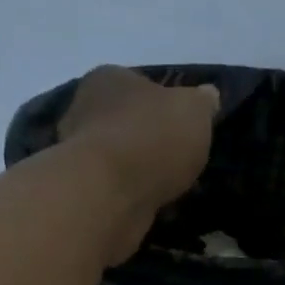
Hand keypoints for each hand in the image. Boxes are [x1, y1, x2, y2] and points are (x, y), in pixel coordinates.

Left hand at [57, 66, 218, 260]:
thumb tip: (208, 96)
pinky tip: (149, 206)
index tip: (183, 127)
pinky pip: (113, 189)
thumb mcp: (194, 111)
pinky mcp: (79, 190)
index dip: (164, 105)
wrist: (108, 194)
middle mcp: (84, 109)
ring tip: (167, 188)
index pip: (140, 84)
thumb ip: (202, 102)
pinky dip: (130, 196)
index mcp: (110, 79)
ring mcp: (76, 153)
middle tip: (177, 161)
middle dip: (149, 140)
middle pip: (125, 122)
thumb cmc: (152, 138)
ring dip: (139, 171)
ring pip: (117, 158)